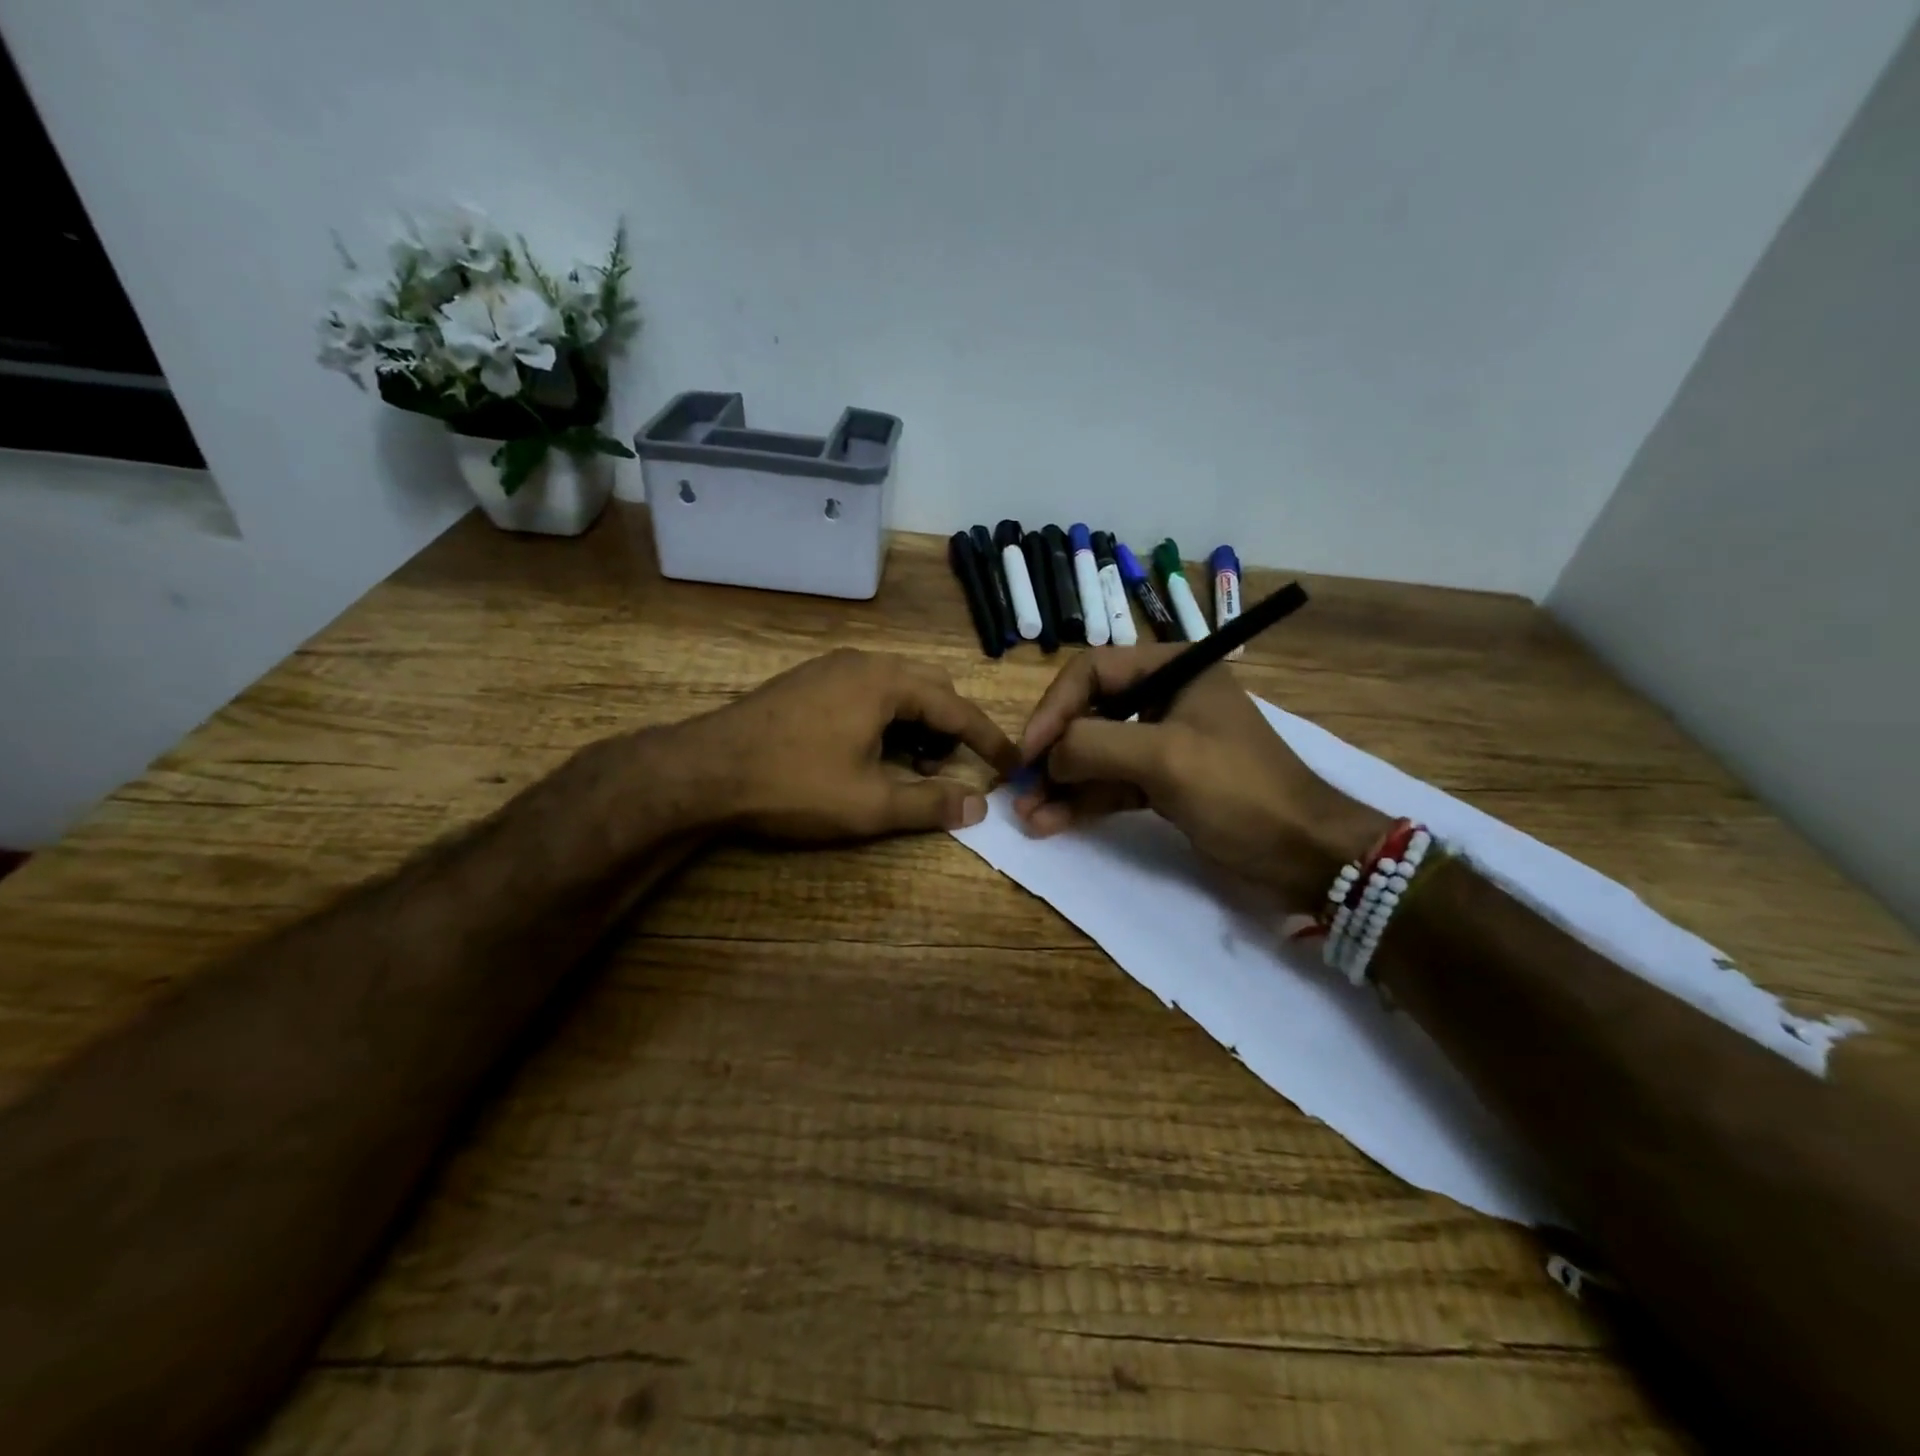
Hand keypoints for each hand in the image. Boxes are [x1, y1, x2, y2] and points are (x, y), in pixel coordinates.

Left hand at [683, 649, 1018, 841]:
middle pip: (930, 688)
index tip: (1013, 764)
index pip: (957, 708)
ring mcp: (831, 667)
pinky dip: (886, 718)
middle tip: (951, 767)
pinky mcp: (808, 681)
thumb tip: (978, 805)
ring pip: (896, 688)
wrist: (703, 770)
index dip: (988, 740)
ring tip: (909, 766)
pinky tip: (870, 751)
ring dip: (917, 723)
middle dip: (950, 727)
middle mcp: (863, 662)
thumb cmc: (793, 784)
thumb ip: (929, 804)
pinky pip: (867, 690)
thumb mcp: (869, 805)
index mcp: (886, 682)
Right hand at [1014, 646, 1387, 903]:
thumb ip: (1094, 744)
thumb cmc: (1240, 790)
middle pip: (1088, 712)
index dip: (1053, 708)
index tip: (1030, 752)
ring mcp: (1162, 742)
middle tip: (1020, 786)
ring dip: (1060, 783)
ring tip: (1027, 815)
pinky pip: (1110, 784)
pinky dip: (1081, 802)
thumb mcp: (1164, 756)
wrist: (1305, 854)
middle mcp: (1164, 697)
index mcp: (1173, 668)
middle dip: (1053, 751)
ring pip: (1095, 754)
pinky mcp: (1162, 782)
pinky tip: (1050, 823)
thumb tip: (1048, 757)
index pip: (1093, 670)